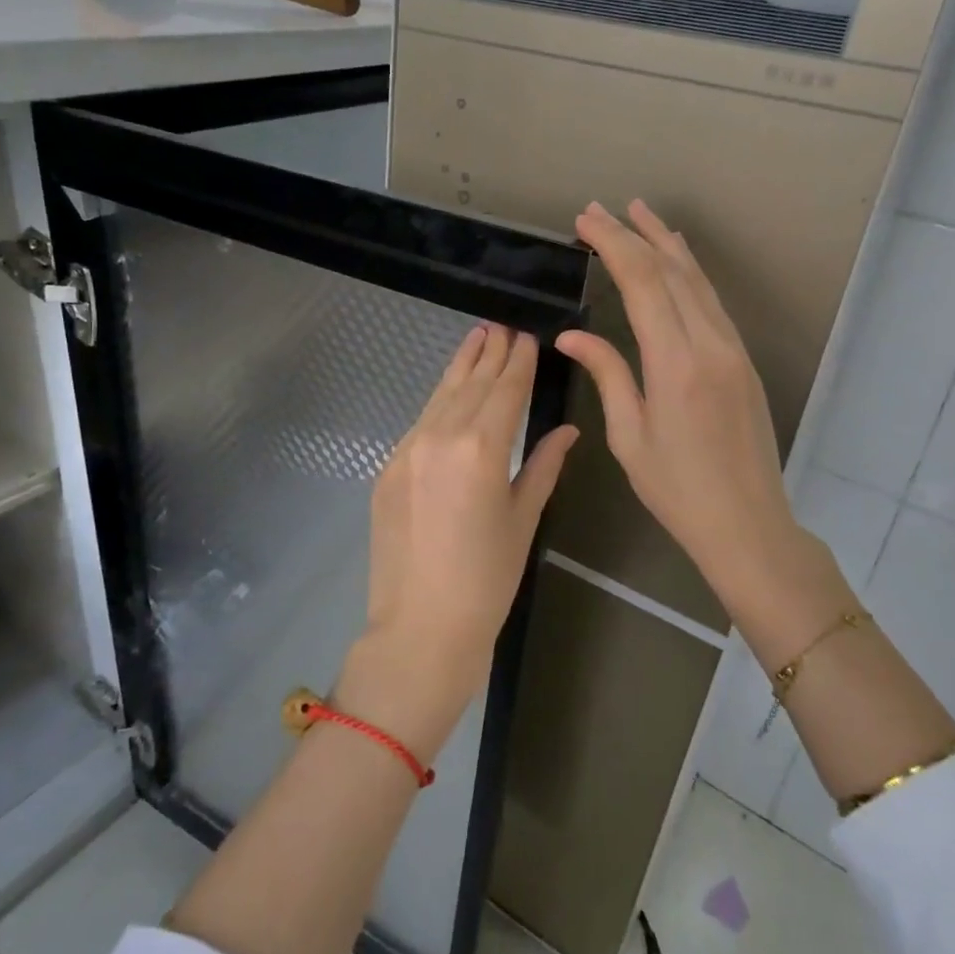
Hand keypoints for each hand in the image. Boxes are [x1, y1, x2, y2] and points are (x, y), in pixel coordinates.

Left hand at [339, 326, 578, 762]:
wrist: (420, 627)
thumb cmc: (487, 580)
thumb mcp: (523, 520)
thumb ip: (543, 466)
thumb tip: (567, 431)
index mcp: (482, 448)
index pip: (505, 390)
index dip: (519, 362)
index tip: (527, 336)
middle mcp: (440, 436)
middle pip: (471, 384)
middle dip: (490, 353)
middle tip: (503, 326)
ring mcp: (407, 449)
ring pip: (440, 396)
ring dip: (461, 366)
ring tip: (476, 338)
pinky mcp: (387, 467)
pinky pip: (420, 423)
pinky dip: (439, 402)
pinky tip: (450, 392)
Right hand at [557, 201, 813, 606]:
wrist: (748, 524)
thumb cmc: (677, 490)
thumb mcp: (629, 436)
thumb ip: (607, 374)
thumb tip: (572, 336)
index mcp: (676, 363)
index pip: (643, 284)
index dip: (613, 245)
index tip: (586, 221)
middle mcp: (710, 344)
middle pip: (671, 272)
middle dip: (634, 234)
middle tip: (600, 209)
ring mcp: (733, 349)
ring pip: (698, 281)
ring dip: (666, 243)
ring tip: (639, 213)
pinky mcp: (742, 360)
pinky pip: (713, 301)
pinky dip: (690, 272)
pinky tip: (678, 259)